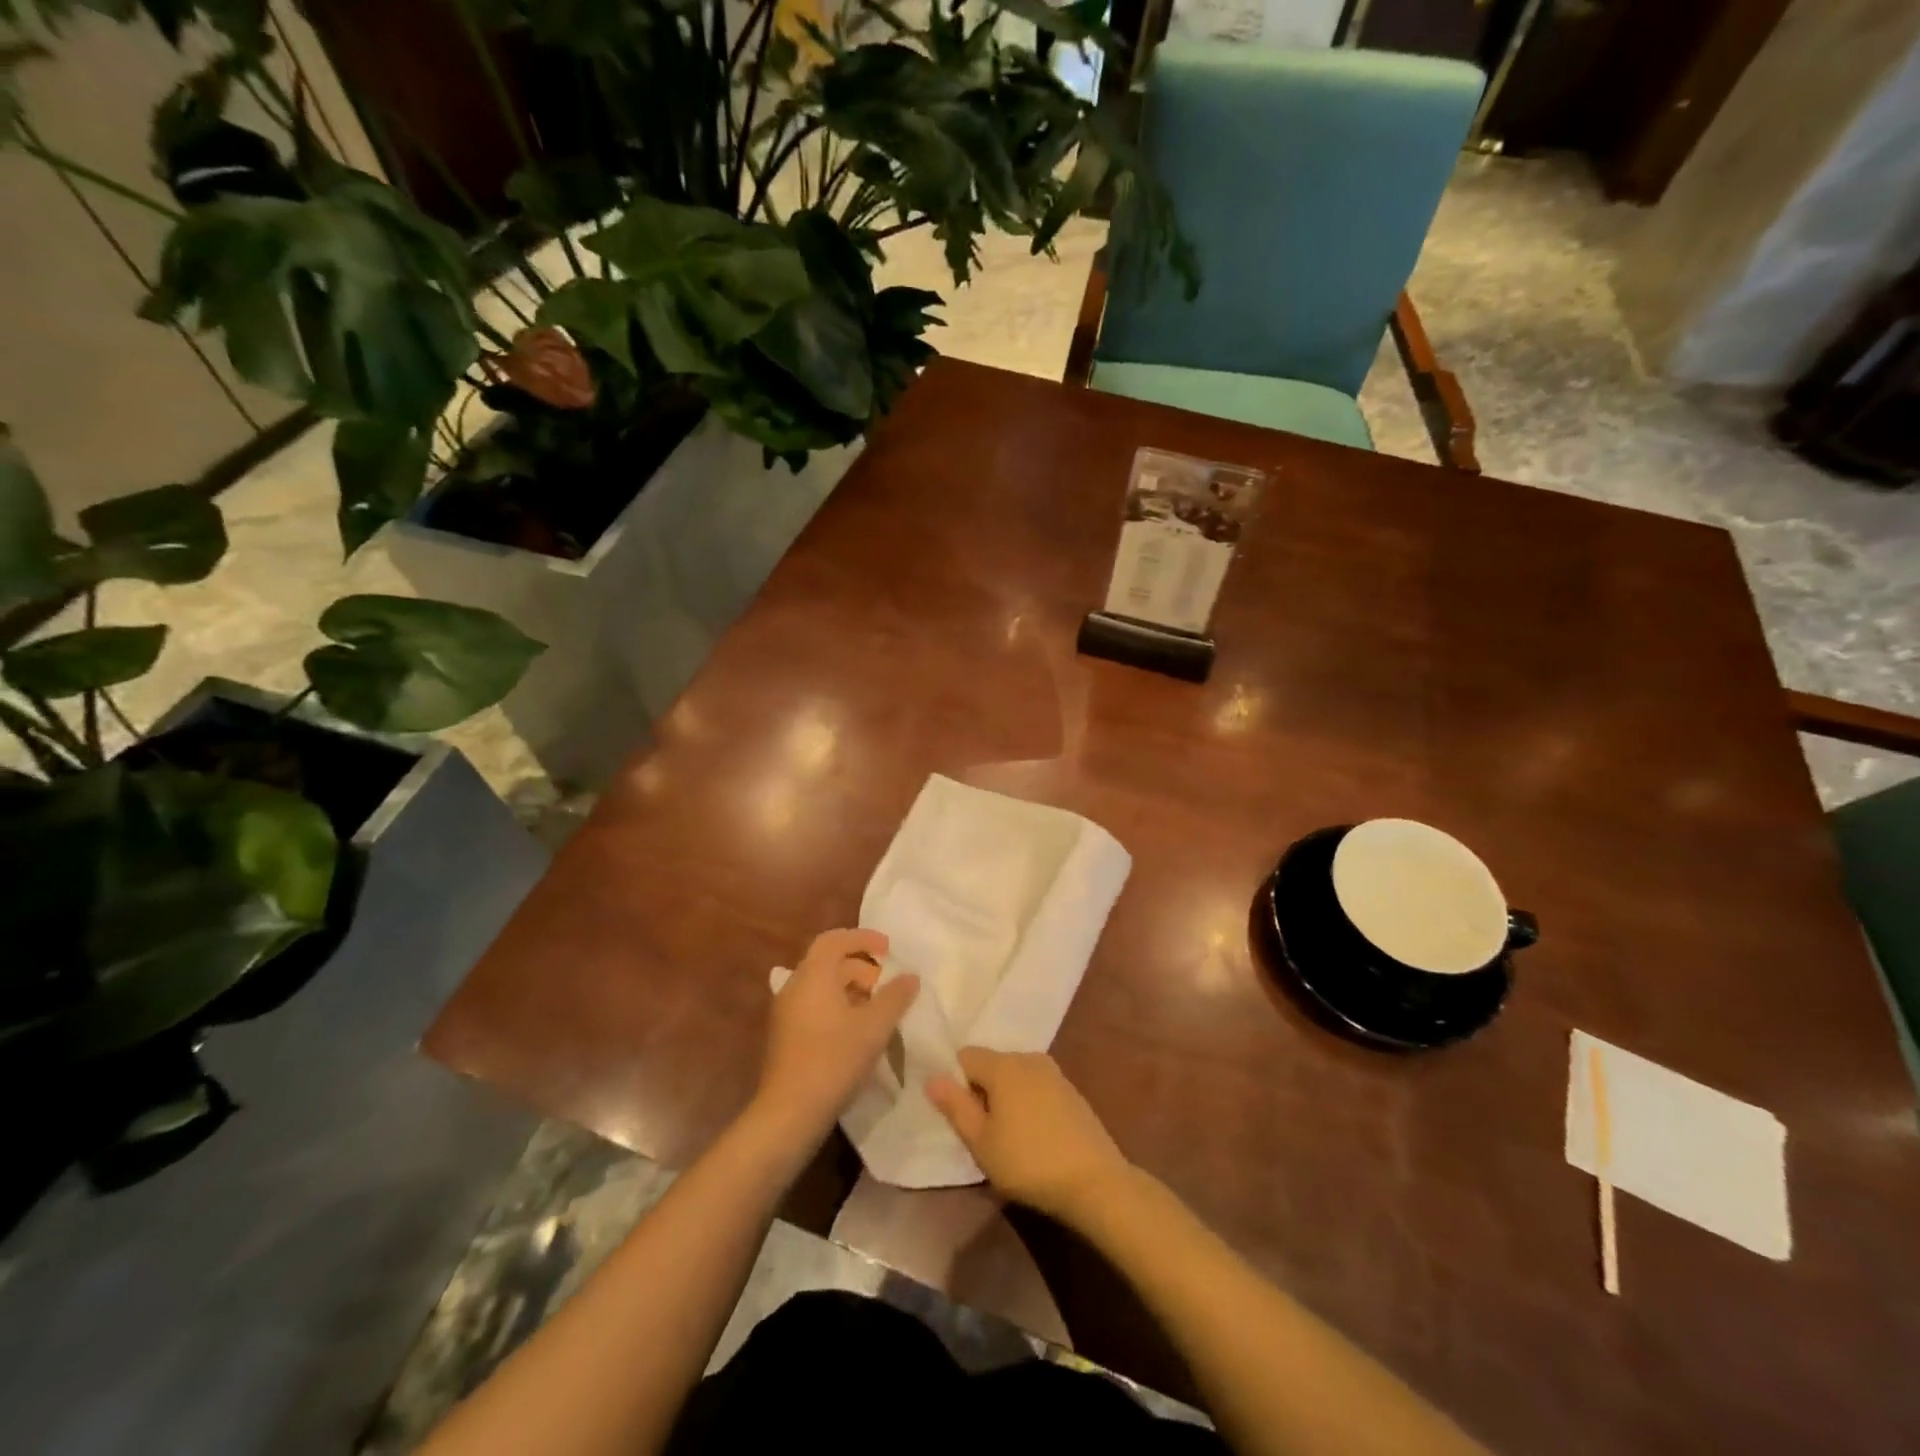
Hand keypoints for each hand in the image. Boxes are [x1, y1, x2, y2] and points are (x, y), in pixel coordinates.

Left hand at [754, 928, 918, 1149]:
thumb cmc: (834, 1059)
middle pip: (828, 962)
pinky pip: (814, 1004)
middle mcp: (795, 986)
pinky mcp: (785, 1035)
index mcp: (813, 975)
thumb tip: (911, 976)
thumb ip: (895, 997)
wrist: (789, 1111)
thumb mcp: (874, 1027)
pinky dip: (837, 1005)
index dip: (863, 938)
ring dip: (850, 988)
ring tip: (876, 1008)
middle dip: (860, 966)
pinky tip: (856, 1030)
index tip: (888, 949)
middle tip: (886, 984)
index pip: (835, 939)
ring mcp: (786, 1011)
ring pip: (821, 985)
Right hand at [927, 1049, 1133, 1224]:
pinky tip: (1033, 1136)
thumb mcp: (981, 1141)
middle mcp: (1028, 1058)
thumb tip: (931, 1077)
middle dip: (980, 1091)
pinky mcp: (1071, 1091)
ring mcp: (1054, 1073)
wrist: (1095, 1181)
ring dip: (1004, 1098)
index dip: (955, 1082)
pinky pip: (1035, 1087)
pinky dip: (1027, 1103)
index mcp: (1003, 1065)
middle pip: (991, 1064)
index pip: (965, 1056)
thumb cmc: (1029, 1162)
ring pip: (1014, 1076)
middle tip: (980, 1132)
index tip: (958, 1116)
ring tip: (1006, 1137)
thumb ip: (955, 1106)